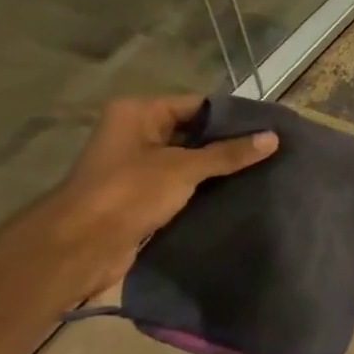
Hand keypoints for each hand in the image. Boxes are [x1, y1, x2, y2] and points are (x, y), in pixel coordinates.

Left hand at [48, 96, 278, 291]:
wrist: (80, 248)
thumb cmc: (128, 193)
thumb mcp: (184, 168)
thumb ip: (229, 153)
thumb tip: (273, 138)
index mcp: (139, 113)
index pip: (198, 105)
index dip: (234, 117)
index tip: (270, 128)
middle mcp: (136, 132)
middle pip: (195, 132)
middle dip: (230, 143)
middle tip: (272, 150)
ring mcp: (137, 165)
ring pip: (190, 160)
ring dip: (218, 168)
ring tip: (263, 170)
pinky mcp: (142, 194)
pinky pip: (182, 183)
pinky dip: (205, 187)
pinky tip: (237, 192)